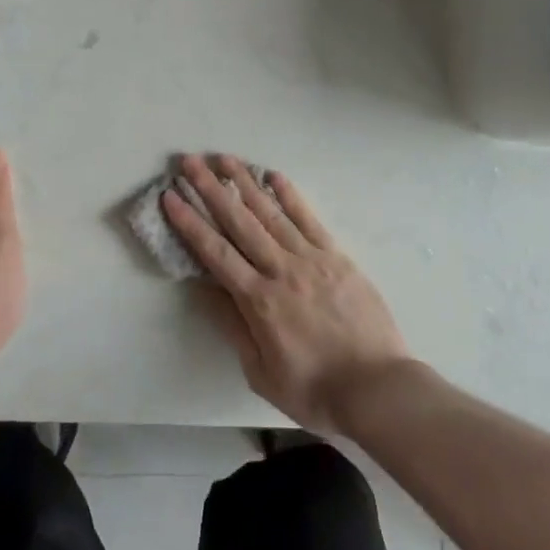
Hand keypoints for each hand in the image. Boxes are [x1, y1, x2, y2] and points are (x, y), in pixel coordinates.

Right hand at [162, 154, 411, 435]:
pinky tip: (273, 176)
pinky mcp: (336, 256)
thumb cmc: (315, 390)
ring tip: (224, 159)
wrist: (379, 389)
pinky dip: (289, 195)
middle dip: (210, 189)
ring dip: (244, 183)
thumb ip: (234, 327)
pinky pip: (308, 219)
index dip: (190, 222)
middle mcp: (281, 270)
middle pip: (239, 222)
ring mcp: (311, 258)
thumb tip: (206, 289)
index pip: (215, 253)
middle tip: (189, 161)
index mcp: (259, 301)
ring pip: (270, 213)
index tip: (170, 196)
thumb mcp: (262, 373)